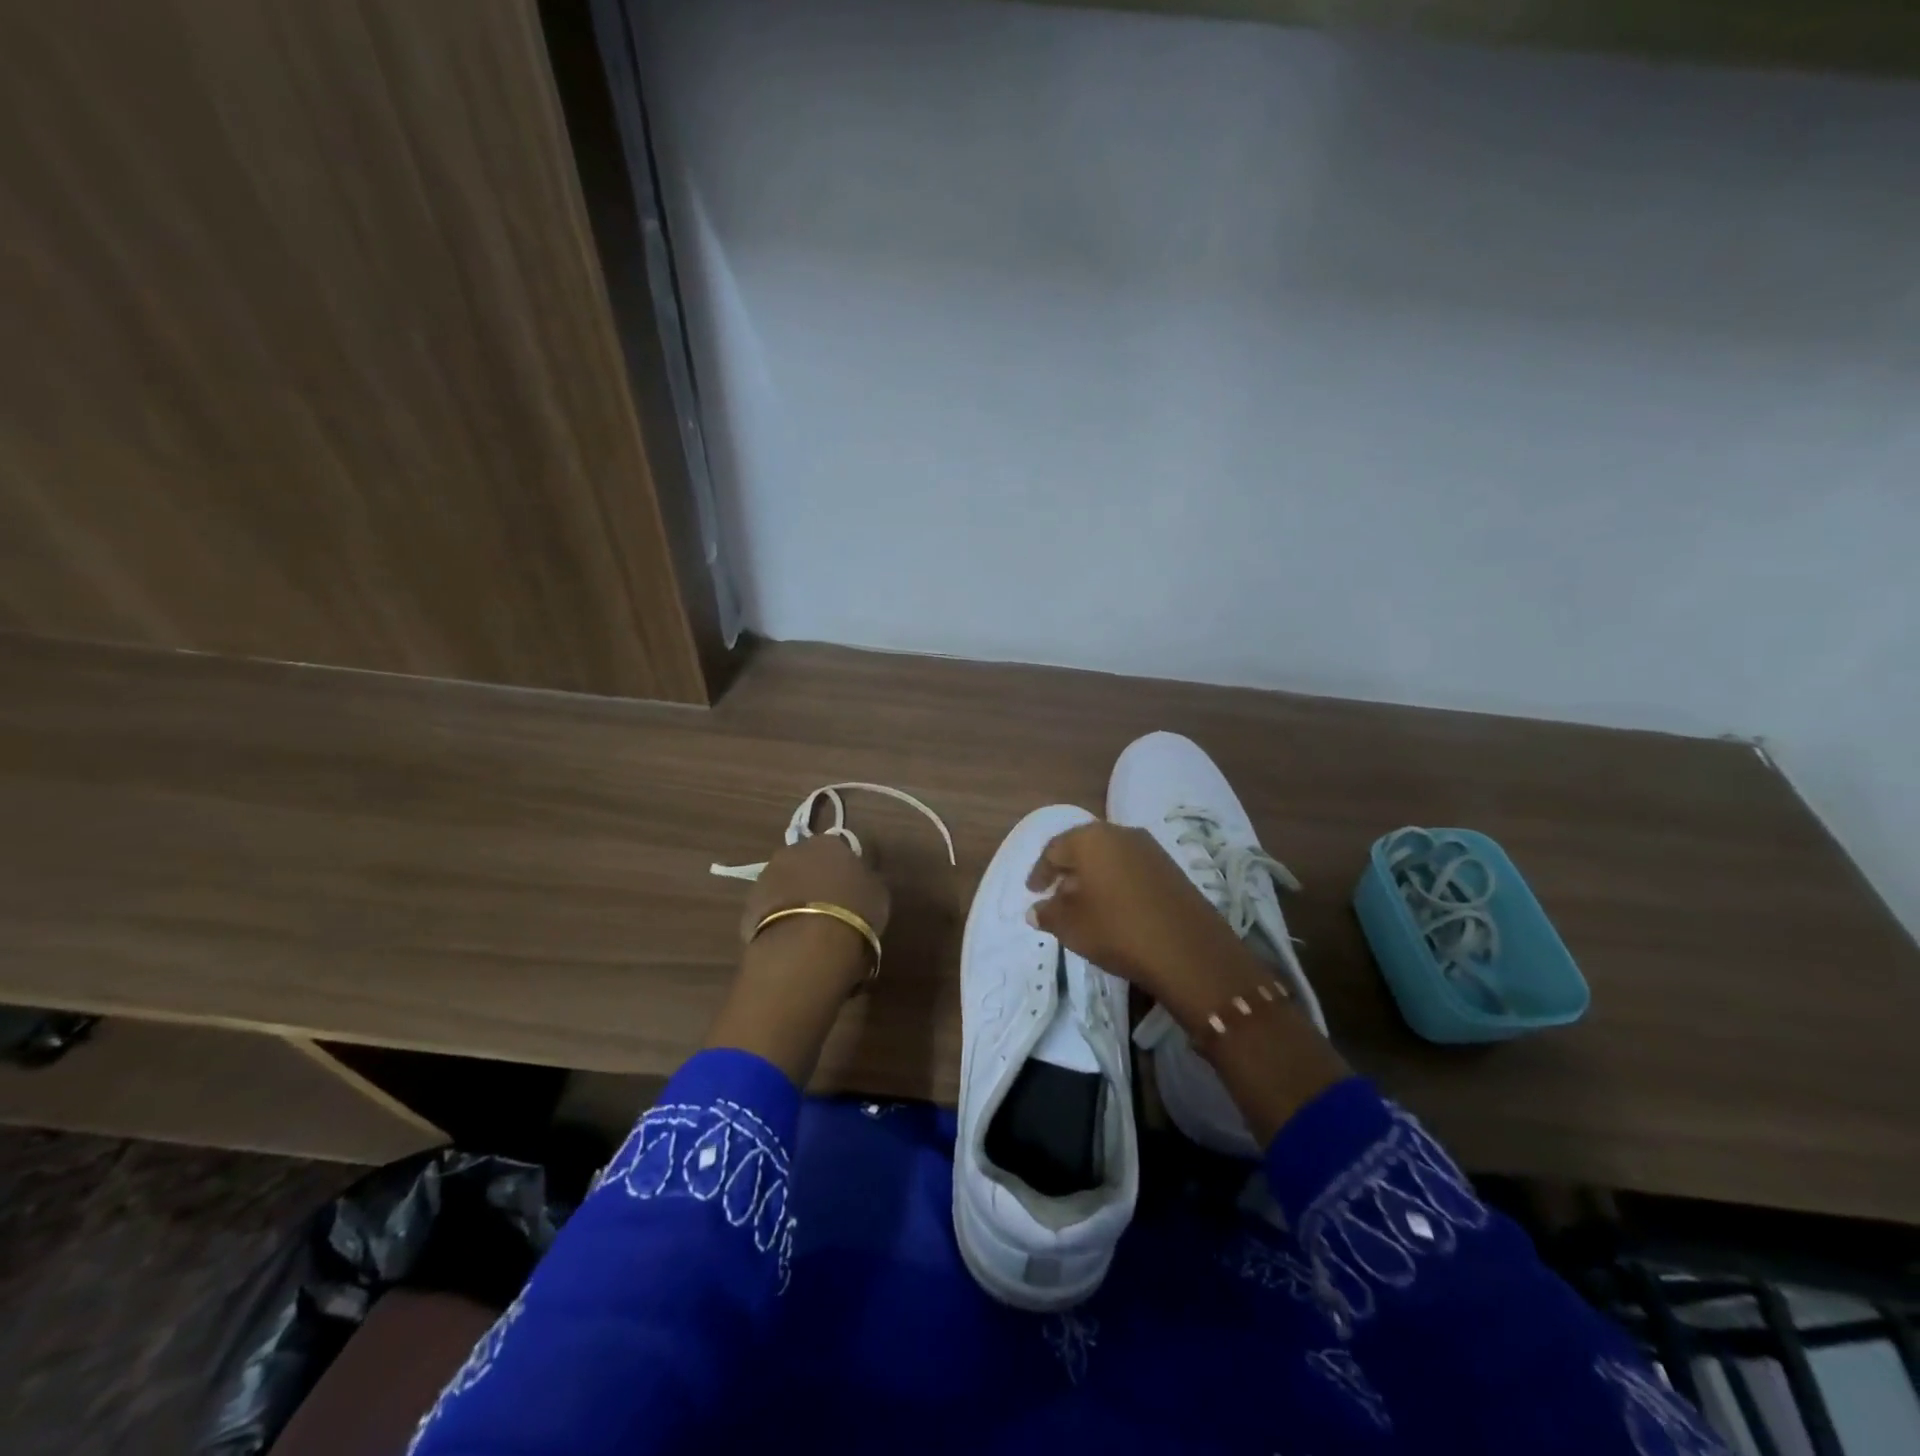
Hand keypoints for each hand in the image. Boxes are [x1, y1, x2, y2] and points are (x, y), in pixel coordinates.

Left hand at [740, 833, 890, 954]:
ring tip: (810, 928)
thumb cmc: (853, 912)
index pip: (838, 848)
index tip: (852, 889)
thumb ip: (866, 879)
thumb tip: (860, 877)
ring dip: (795, 899)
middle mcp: (793, 851)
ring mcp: (766, 878)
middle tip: (830, 907)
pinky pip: (770, 910)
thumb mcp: (878, 893)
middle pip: (806, 863)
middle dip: (815, 880)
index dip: (845, 869)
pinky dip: (780, 920)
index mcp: (828, 842)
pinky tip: (792, 941)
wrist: (807, 945)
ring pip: (785, 885)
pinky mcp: (747, 907)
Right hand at [1026, 821, 1252, 1005]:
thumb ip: (1048, 913)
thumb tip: (1036, 910)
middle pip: (1084, 847)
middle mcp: (1120, 833)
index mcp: (1091, 839)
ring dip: (1093, 876)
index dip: (1040, 871)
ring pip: (1110, 857)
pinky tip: (1114, 907)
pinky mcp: (1171, 868)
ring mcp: (1150, 849)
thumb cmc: (1117, 929)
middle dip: (1067, 870)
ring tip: (1084, 903)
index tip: (1032, 891)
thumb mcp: (1071, 926)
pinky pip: (1132, 868)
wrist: (1188, 950)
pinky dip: (1116, 882)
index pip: (1054, 849)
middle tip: (1056, 894)